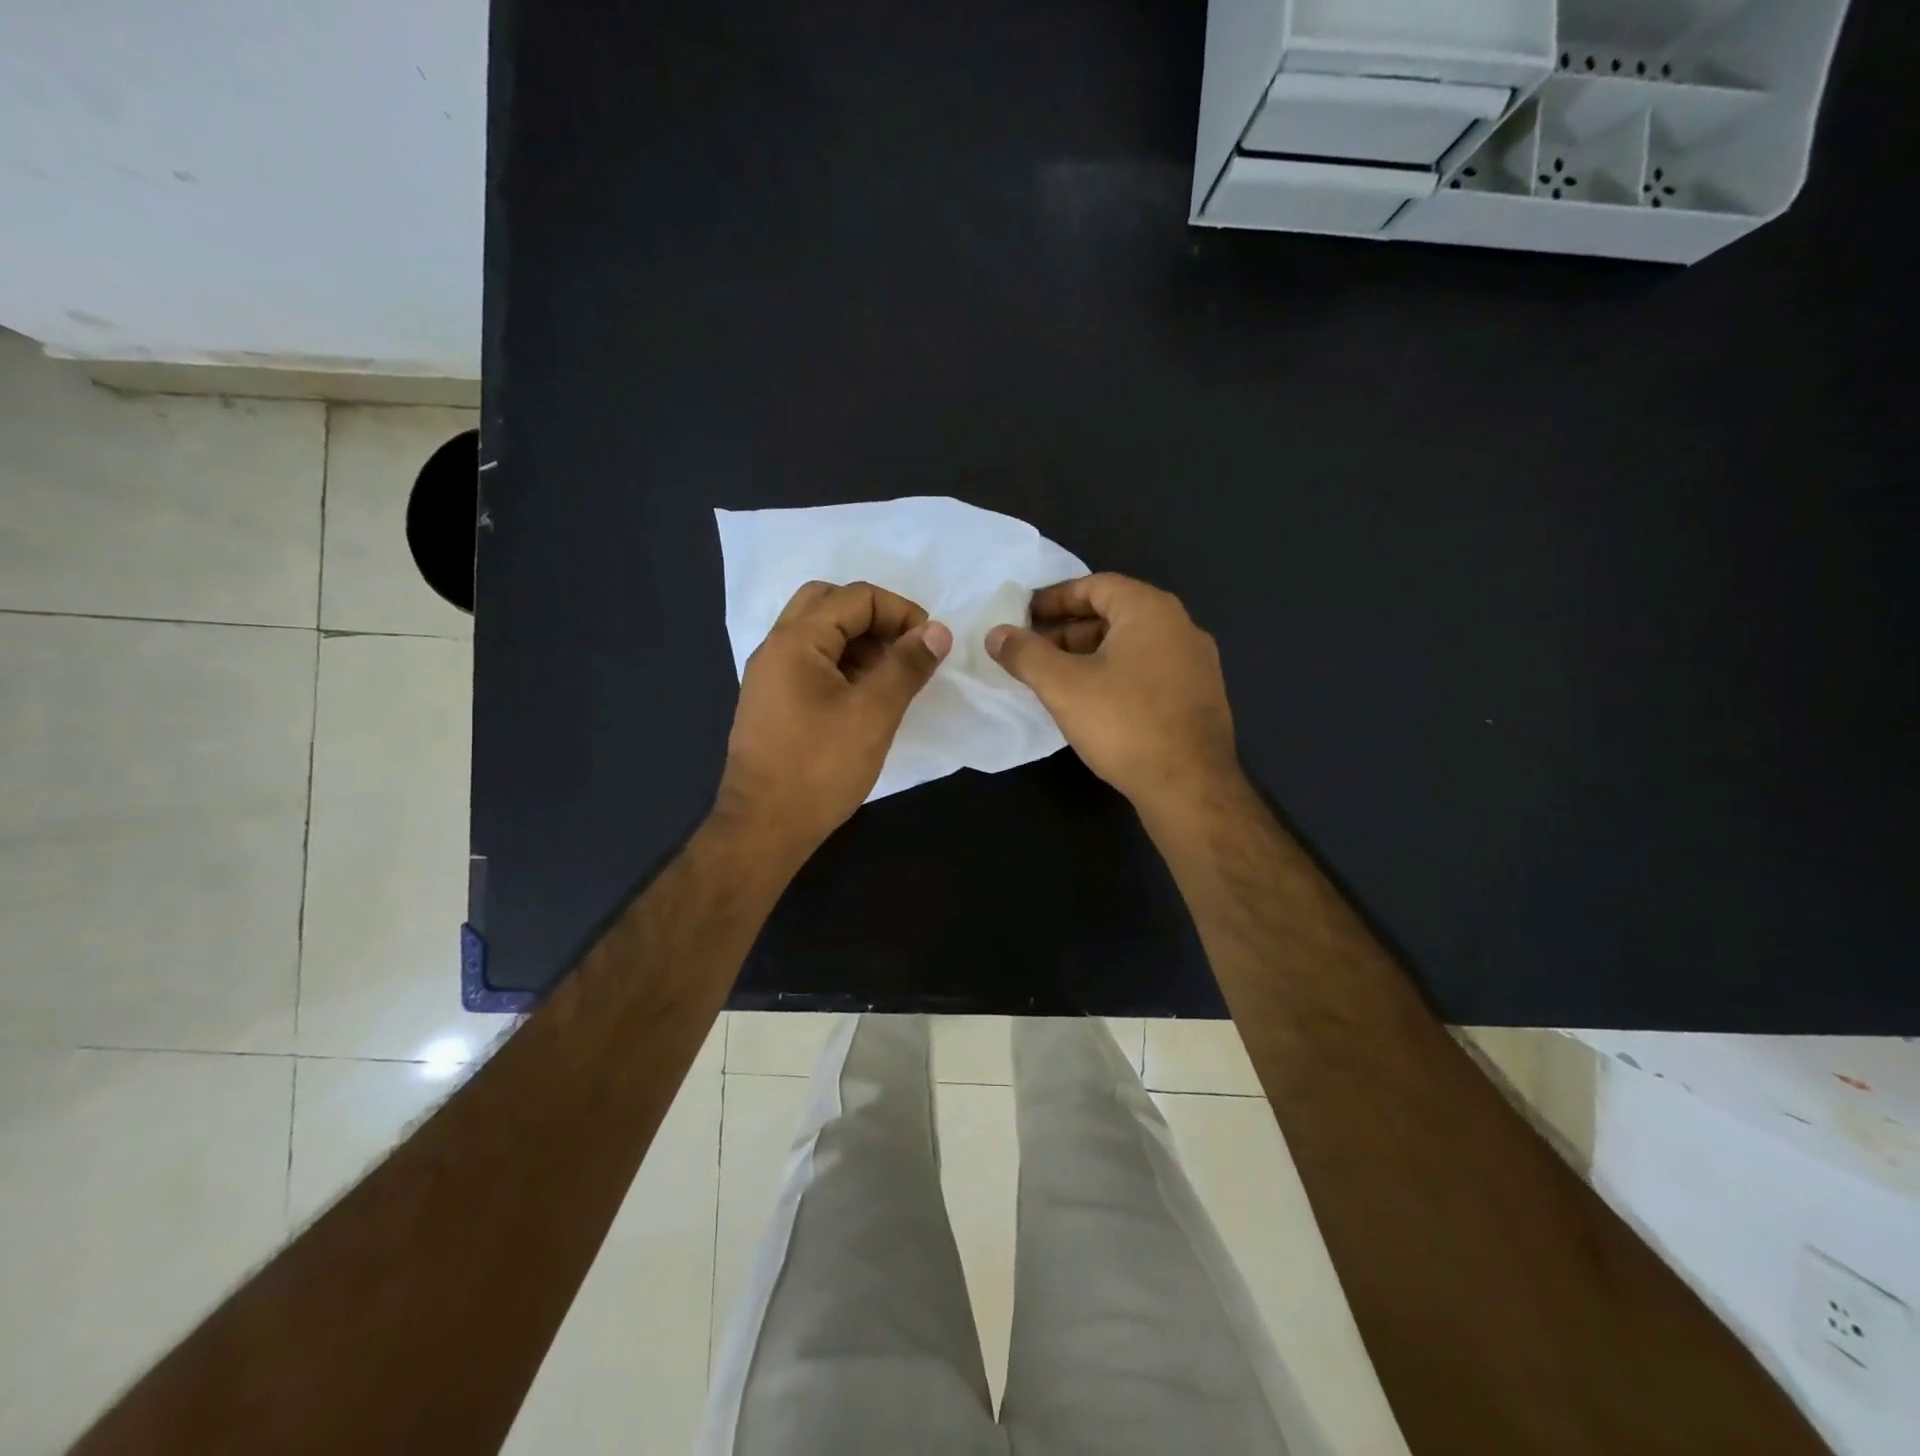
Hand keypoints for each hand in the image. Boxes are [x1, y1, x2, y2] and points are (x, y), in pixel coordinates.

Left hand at [718, 580, 951, 851]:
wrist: (763, 828)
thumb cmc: (820, 767)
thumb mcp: (874, 713)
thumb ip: (907, 665)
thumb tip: (938, 630)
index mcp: (795, 640)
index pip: (855, 597)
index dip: (900, 611)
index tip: (929, 644)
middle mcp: (776, 648)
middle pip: (830, 605)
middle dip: (876, 619)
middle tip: (905, 650)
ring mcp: (771, 677)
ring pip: (820, 636)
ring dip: (860, 643)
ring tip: (893, 677)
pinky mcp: (775, 704)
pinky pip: (812, 665)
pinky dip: (844, 667)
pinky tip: (868, 698)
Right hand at [986, 573, 1239, 818]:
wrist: (1190, 786)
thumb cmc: (1124, 724)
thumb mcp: (1063, 686)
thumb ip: (1026, 655)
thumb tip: (996, 634)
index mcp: (1150, 610)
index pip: (1095, 585)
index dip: (1055, 598)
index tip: (1024, 615)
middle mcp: (1180, 626)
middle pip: (1115, 614)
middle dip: (1069, 630)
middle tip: (1034, 651)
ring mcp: (1196, 662)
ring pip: (1132, 645)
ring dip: (1091, 654)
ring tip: (1057, 679)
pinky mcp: (1200, 696)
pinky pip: (1150, 670)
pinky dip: (1117, 674)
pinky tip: (1095, 703)